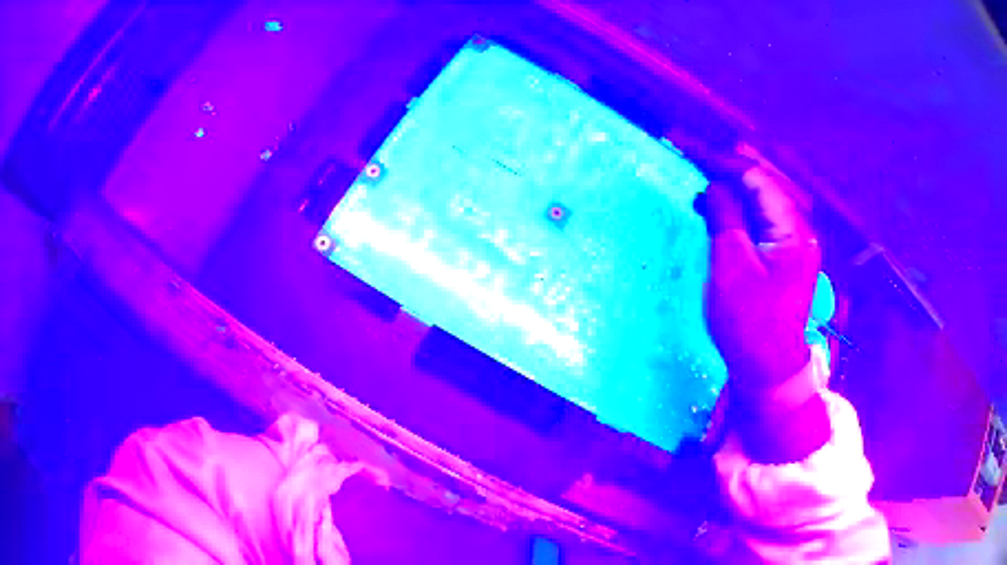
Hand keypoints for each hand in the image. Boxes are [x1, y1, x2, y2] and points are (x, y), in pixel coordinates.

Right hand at [673, 133, 829, 462]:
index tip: (685, 148)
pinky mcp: (786, 258)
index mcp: (792, 228)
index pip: (756, 176)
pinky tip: (720, 211)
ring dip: (732, 188)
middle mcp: (800, 230)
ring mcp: (796, 245)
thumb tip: (712, 185)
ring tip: (700, 181)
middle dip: (726, 168)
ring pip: (763, 201)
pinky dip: (740, 211)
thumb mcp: (731, 267)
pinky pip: (763, 221)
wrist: (770, 370)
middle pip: (763, 183)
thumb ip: (724, 217)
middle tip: (691, 157)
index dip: (719, 159)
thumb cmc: (749, 323)